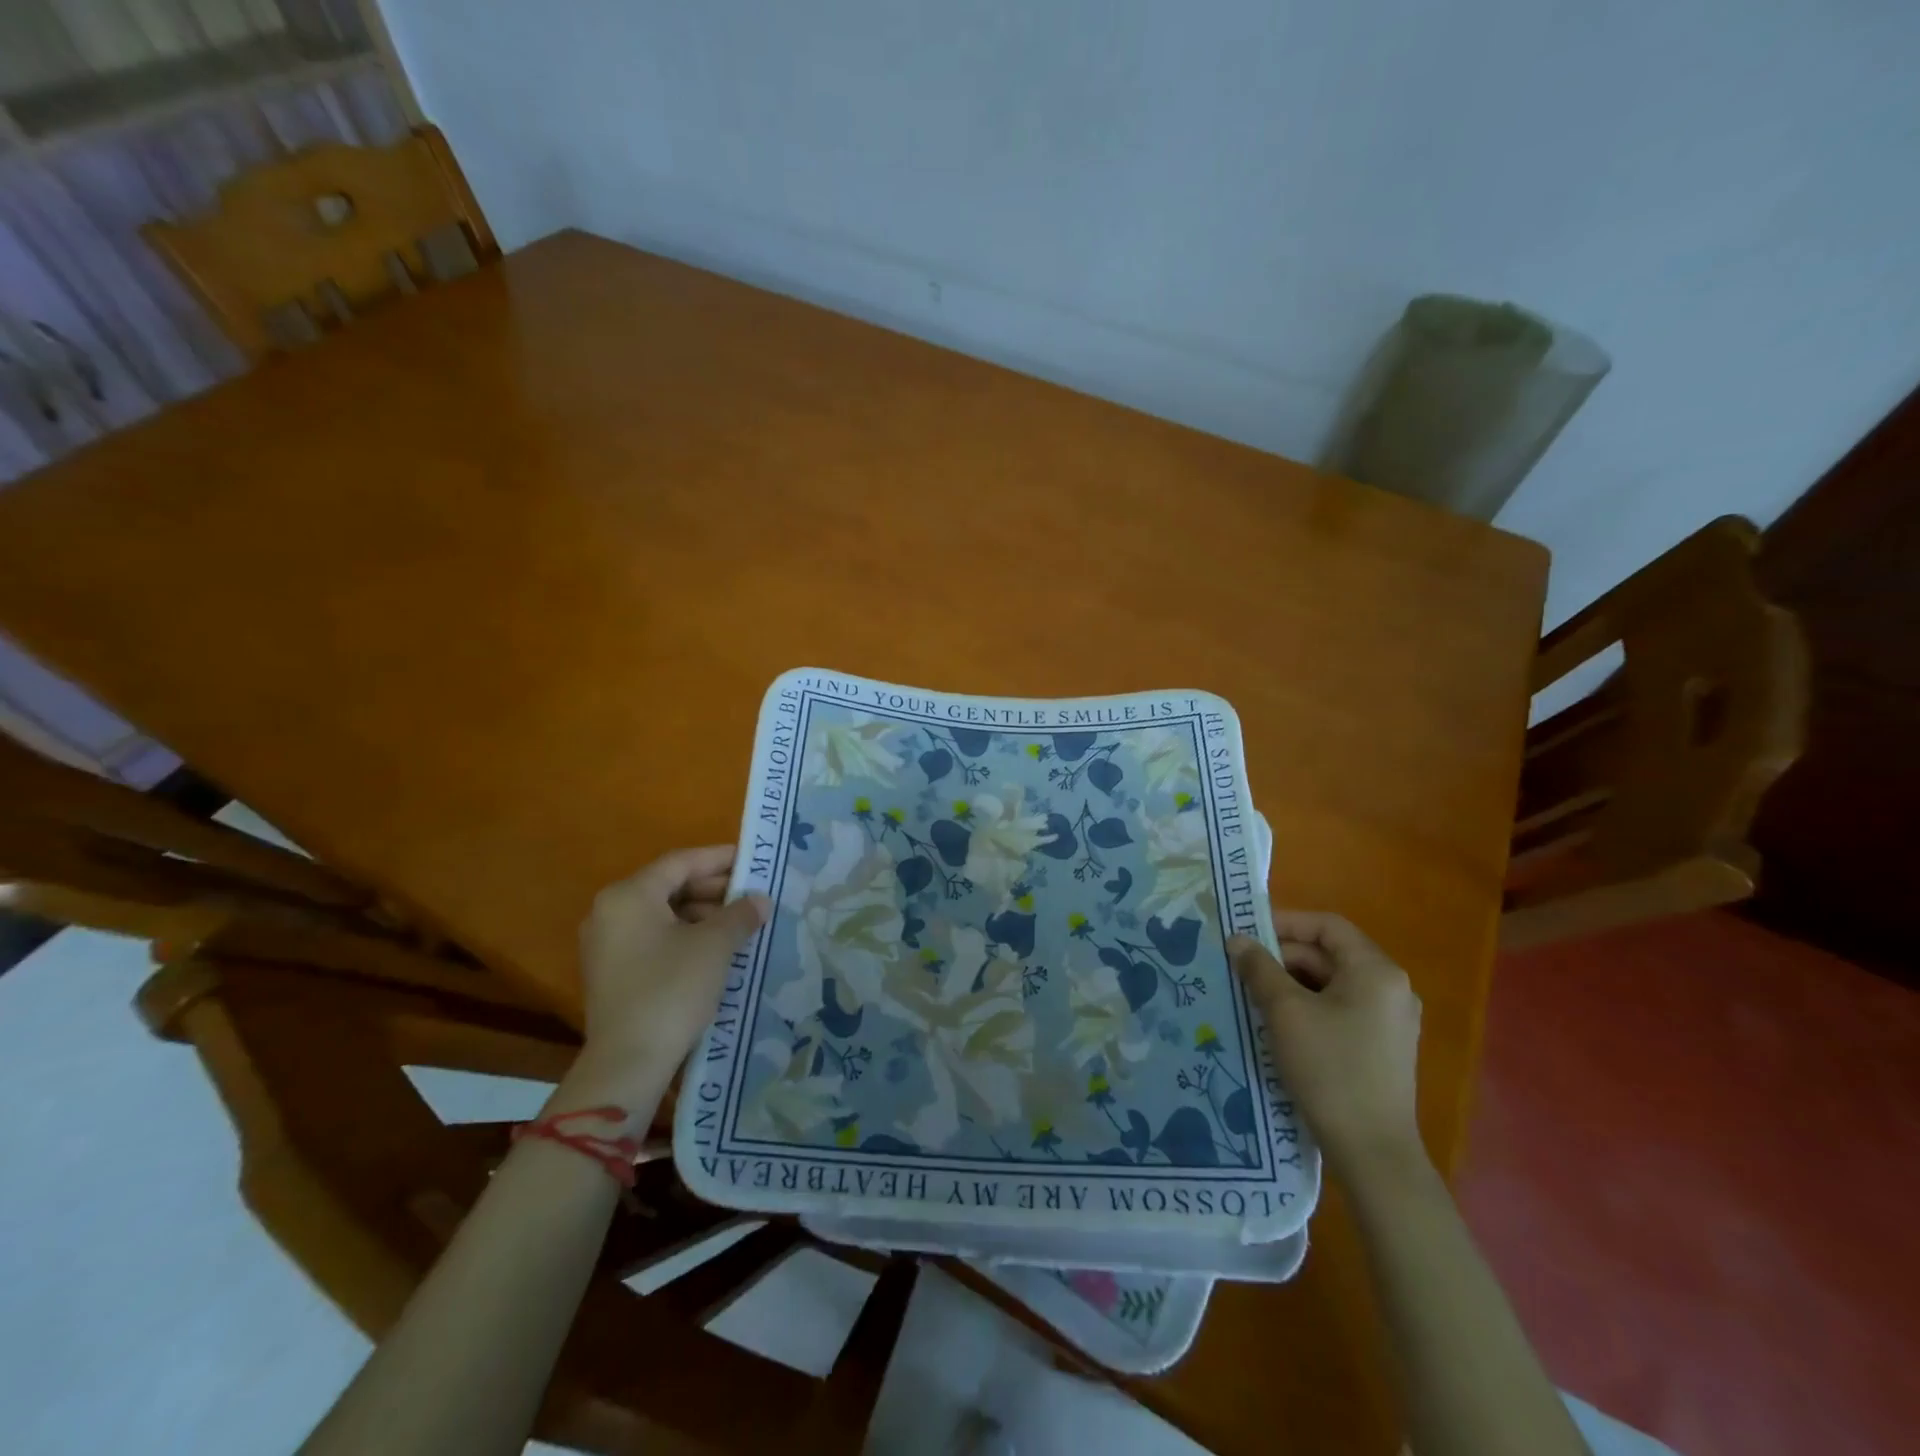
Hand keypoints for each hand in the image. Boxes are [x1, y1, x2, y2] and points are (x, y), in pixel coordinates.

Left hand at [565, 846, 770, 1104]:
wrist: (628, 1062)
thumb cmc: (671, 989)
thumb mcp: (714, 946)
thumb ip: (739, 914)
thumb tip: (759, 900)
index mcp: (629, 895)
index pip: (681, 862)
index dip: (720, 859)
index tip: (753, 861)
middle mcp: (610, 912)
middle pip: (669, 886)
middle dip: (713, 889)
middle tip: (752, 895)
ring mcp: (606, 944)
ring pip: (662, 913)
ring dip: (702, 914)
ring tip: (740, 923)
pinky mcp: (612, 972)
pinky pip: (653, 938)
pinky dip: (685, 935)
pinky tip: (716, 949)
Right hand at [1228, 911, 1424, 1178]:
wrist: (1372, 1151)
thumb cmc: (1330, 1069)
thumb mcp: (1285, 1012)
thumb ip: (1259, 968)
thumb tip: (1237, 940)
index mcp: (1376, 971)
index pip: (1327, 926)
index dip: (1285, 922)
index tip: (1246, 933)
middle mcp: (1391, 988)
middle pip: (1329, 954)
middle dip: (1282, 957)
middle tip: (1241, 968)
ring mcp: (1389, 1020)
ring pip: (1331, 984)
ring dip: (1290, 983)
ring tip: (1252, 994)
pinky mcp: (1381, 1047)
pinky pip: (1339, 1009)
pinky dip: (1307, 1006)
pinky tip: (1277, 1023)